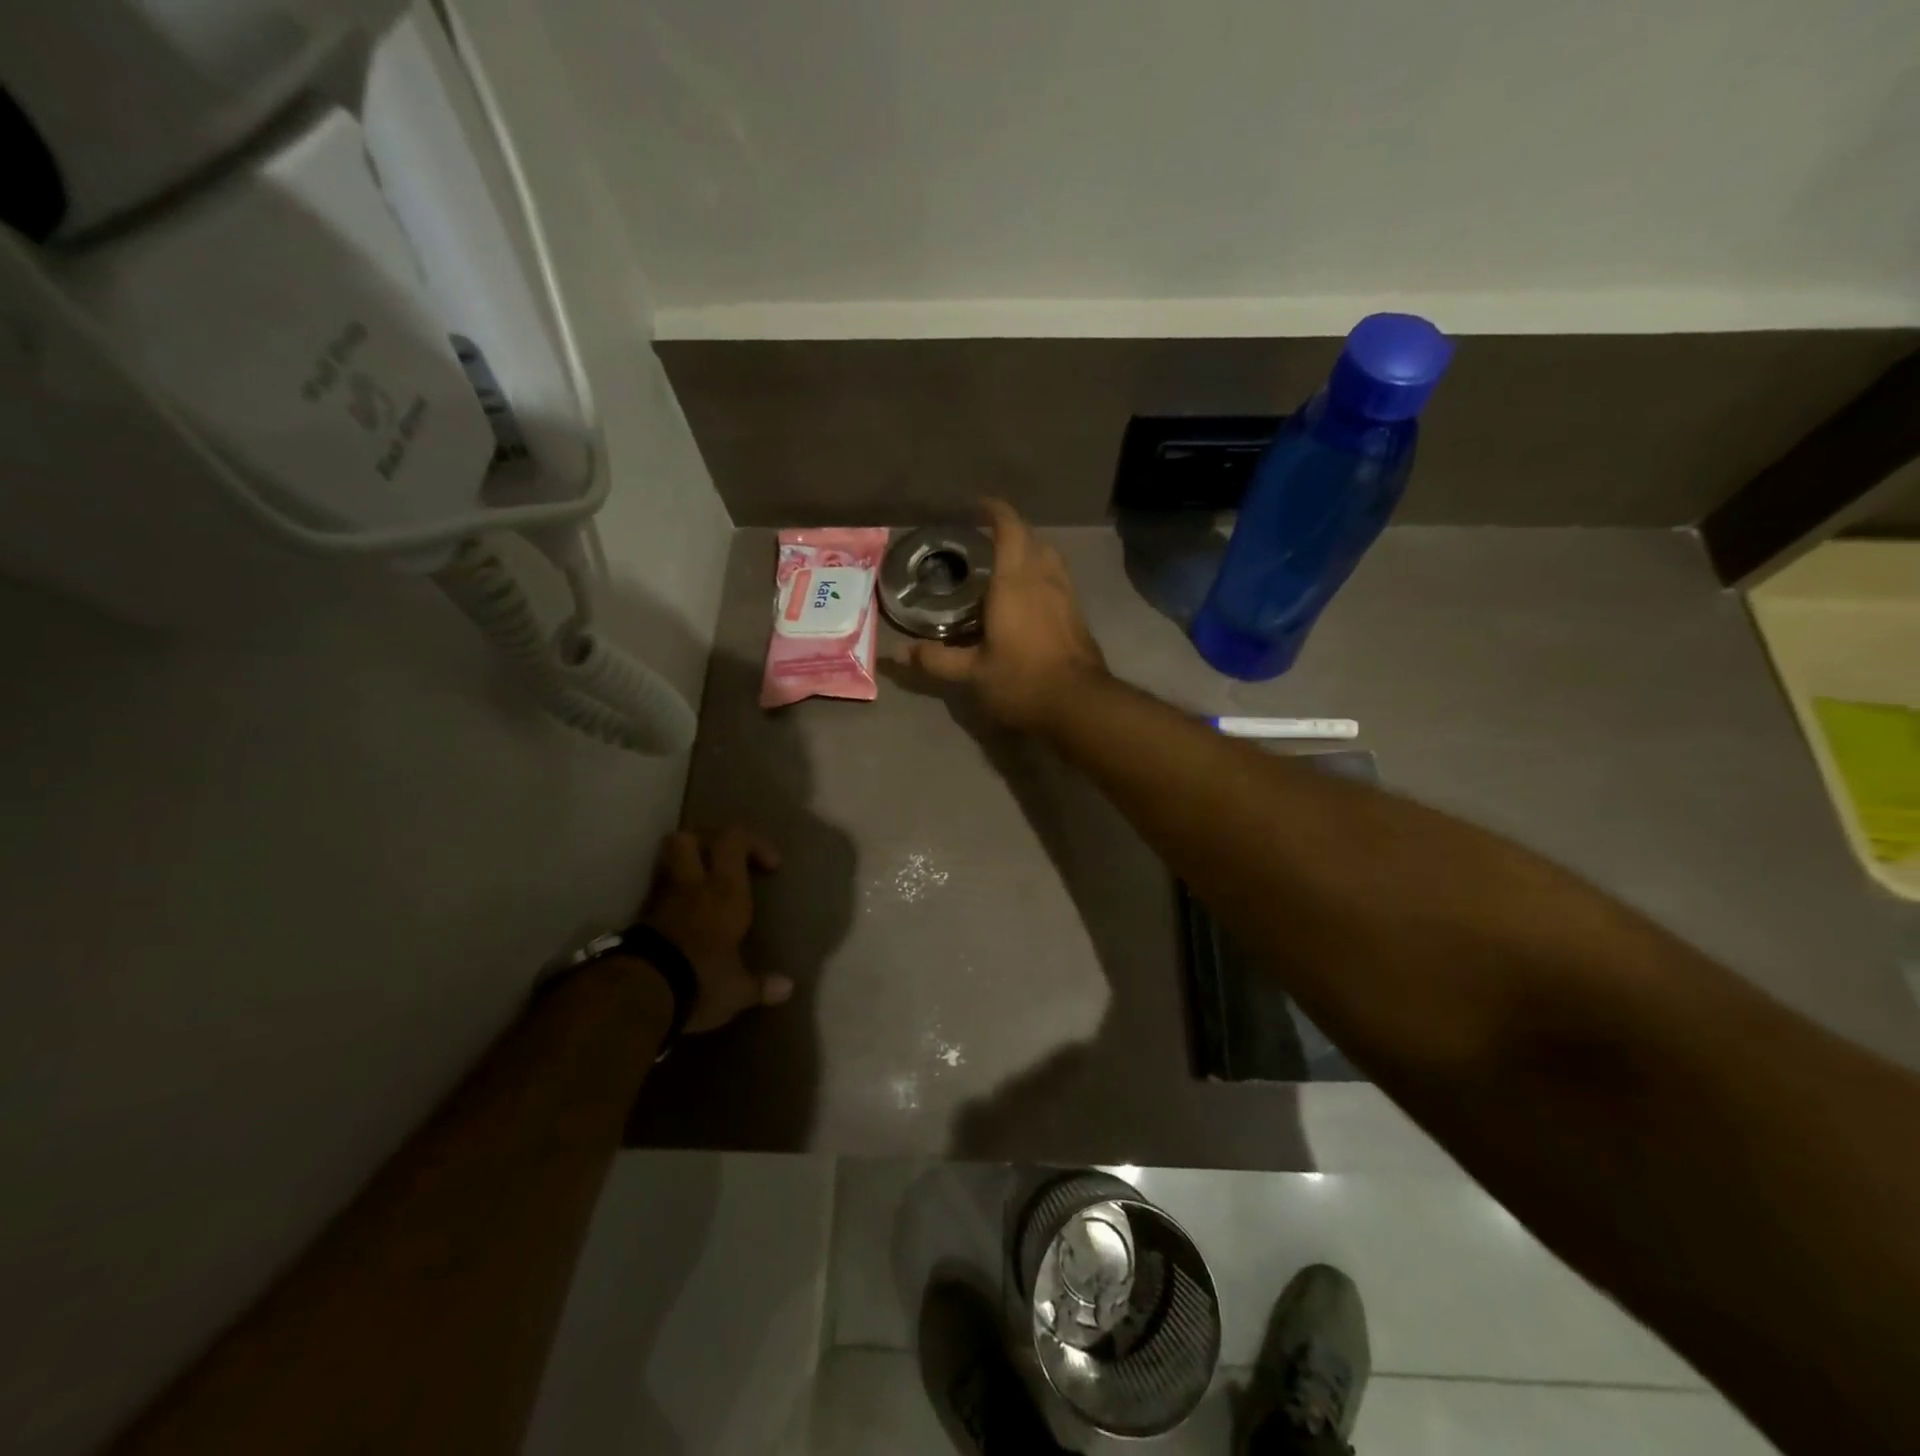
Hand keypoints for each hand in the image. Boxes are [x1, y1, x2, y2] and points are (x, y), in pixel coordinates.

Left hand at [641, 828, 791, 1033]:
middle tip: (725, 863)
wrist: (641, 994)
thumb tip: (788, 988)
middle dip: (706, 843)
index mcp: (726, 892)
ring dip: (684, 867)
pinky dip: (670, 898)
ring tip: (702, 888)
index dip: (753, 843)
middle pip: (689, 838)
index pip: (734, 840)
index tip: (770, 866)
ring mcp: (662, 900)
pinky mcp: (640, 920)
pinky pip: (657, 894)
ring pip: (667, 862)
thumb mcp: (737, 989)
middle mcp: (693, 886)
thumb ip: (760, 984)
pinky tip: (681, 917)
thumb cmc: (702, 980)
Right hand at [905, 499, 1106, 729]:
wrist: (1080, 704)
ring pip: (1049, 556)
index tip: (976, 507)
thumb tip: (898, 653)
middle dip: (1009, 530)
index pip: (1009, 527)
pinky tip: (1028, 597)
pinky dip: (1041, 574)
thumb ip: (937, 659)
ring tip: (1005, 566)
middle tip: (983, 542)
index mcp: (1015, 581)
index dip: (994, 511)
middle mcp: (1044, 578)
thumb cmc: (1022, 681)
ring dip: (1029, 551)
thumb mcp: (973, 674)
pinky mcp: (1078, 613)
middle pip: (1031, 537)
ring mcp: (1067, 594)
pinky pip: (1058, 578)